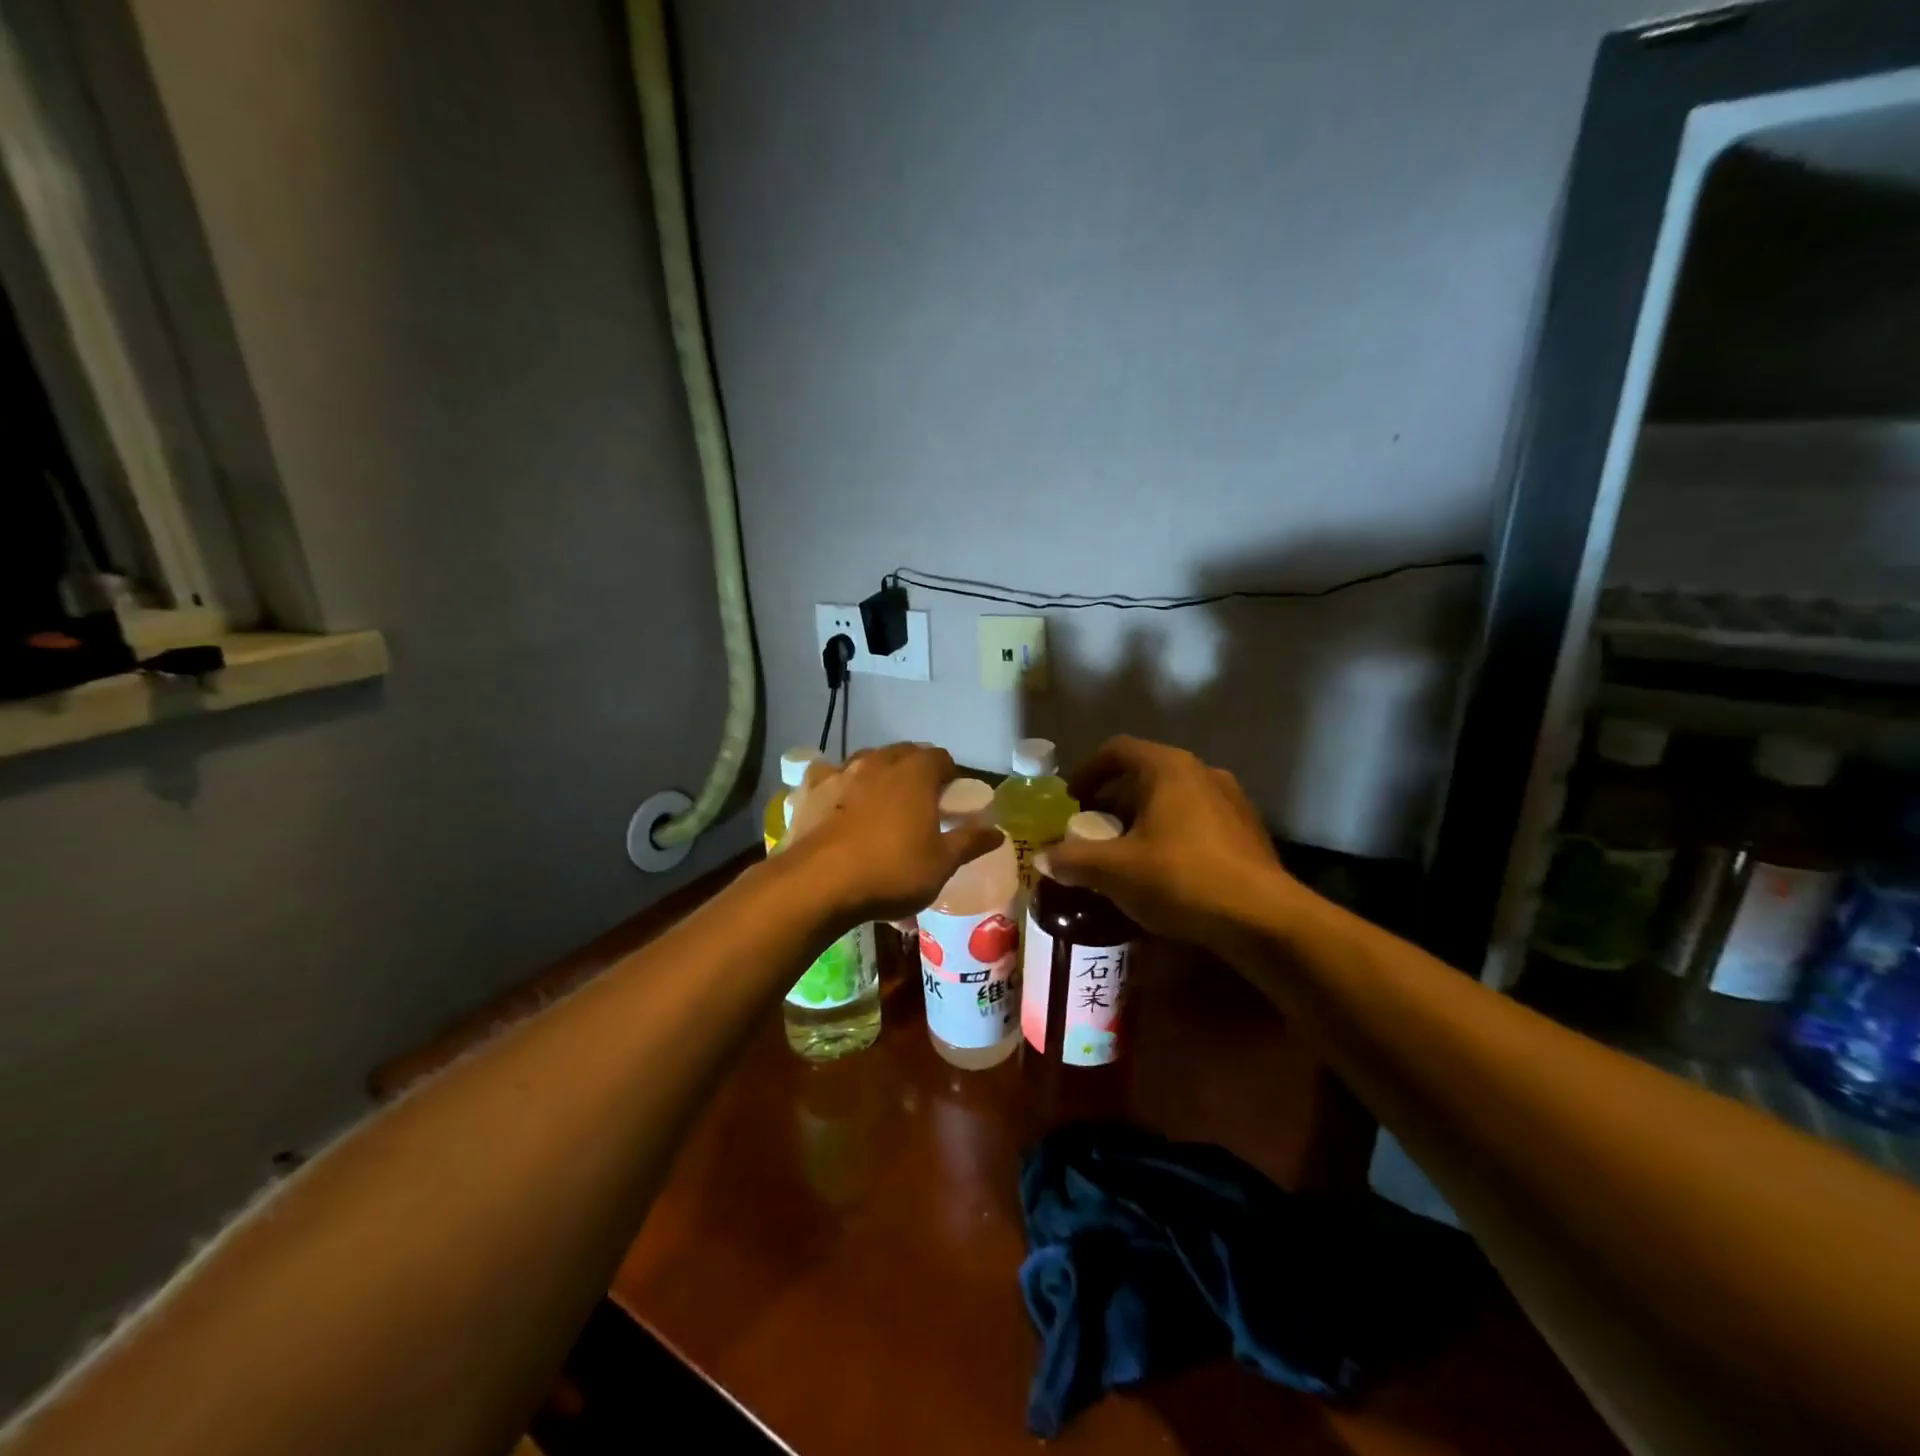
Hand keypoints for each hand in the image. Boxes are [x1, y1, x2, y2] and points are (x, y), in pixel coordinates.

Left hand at [786, 744, 1003, 924]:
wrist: (818, 884)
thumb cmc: (891, 871)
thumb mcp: (941, 863)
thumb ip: (970, 842)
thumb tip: (997, 831)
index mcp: (916, 772)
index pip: (941, 758)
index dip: (950, 775)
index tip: (951, 799)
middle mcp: (878, 761)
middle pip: (904, 754)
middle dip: (915, 771)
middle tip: (920, 803)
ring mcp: (840, 771)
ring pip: (866, 761)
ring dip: (877, 774)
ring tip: (879, 803)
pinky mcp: (809, 790)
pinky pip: (828, 777)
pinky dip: (837, 785)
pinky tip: (836, 804)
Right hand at [1036, 736, 1301, 953]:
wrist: (1262, 919)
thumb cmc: (1180, 878)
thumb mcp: (1115, 870)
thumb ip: (1073, 859)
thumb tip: (1043, 859)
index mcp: (1168, 768)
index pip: (1117, 750)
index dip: (1087, 771)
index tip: (1071, 800)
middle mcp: (1202, 772)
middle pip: (1145, 775)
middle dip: (1113, 802)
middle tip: (1092, 833)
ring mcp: (1231, 800)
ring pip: (1172, 799)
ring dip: (1143, 820)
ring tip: (1125, 855)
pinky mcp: (1247, 831)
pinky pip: (1197, 821)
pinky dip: (1172, 835)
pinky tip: (1163, 872)